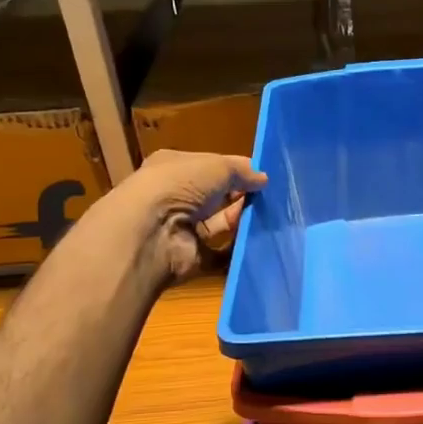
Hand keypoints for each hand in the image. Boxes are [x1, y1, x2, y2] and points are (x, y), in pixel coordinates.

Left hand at [119, 150, 267, 284]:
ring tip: (269, 217)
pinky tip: (257, 242)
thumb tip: (263, 178)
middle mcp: (175, 197)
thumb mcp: (217, 166)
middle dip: (241, 196)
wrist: (150, 233)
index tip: (264, 177)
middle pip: (216, 196)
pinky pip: (220, 253)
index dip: (236, 170)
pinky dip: (236, 250)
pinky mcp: (190, 256)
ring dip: (241, 220)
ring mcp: (181, 228)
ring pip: (219, 223)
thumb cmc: (180, 186)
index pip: (210, 166)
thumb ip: (242, 171)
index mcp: (174, 168)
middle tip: (271, 198)